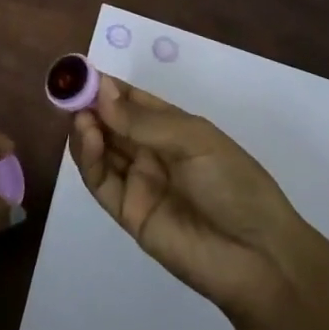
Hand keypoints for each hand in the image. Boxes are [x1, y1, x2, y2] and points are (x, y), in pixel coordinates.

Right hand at [70, 76, 320, 318]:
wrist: (260, 258)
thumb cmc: (235, 184)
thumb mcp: (194, 140)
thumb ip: (143, 120)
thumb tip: (100, 92)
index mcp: (172, 127)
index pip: (130, 100)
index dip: (105, 85)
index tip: (80, 71)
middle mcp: (150, 151)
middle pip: (110, 122)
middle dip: (89, 104)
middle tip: (68, 90)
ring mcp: (138, 182)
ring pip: (100, 149)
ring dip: (85, 128)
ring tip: (79, 114)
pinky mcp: (128, 213)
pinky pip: (101, 181)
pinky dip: (88, 158)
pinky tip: (88, 136)